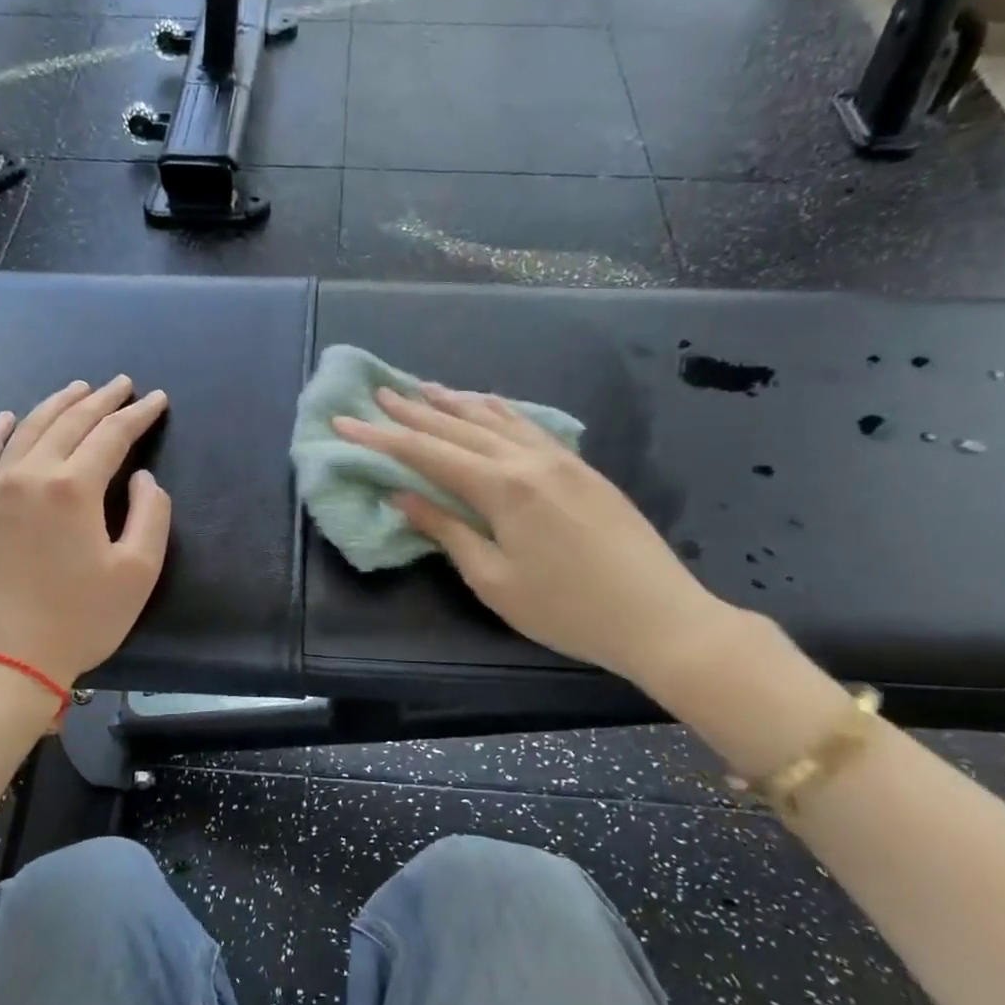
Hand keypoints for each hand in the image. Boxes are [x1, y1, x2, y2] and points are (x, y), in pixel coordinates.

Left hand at [0, 377, 170, 686]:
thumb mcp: (137, 573)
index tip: (157, 399)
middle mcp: (29, 475)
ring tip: (77, 389)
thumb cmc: (79, 621)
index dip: (138, 415)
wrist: (3, 662)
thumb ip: (149, 516)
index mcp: (73, 488)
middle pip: (69, 423)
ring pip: (25, 430)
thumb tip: (140, 479)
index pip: (111, 435)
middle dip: (100, 399)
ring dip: (55, 405)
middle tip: (122, 384)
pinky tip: (5, 418)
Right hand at [333, 384, 729, 685]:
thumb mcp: (495, 581)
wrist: (659, 616)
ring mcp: (560, 459)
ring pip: (495, 418)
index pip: (427, 454)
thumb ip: (448, 532)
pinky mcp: (581, 468)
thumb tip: (404, 497)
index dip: (381, 438)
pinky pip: (528, 425)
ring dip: (454, 403)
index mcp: (502, 489)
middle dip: (413, 413)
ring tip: (422, 388)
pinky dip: (498, 411)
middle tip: (377, 395)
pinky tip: (486, 404)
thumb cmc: (567, 611)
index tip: (344, 423)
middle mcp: (528, 460)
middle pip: (458, 427)